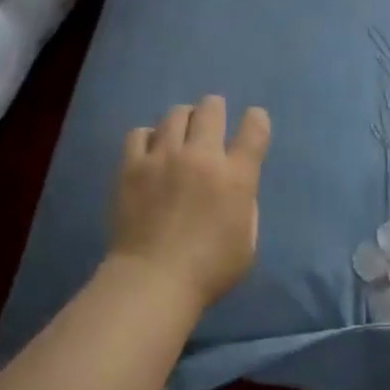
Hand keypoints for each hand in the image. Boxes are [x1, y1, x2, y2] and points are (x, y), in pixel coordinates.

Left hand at [108, 95, 271, 313]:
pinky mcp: (132, 166)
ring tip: (179, 134)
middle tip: (211, 122)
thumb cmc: (208, 271)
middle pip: (211, 108)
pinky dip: (149, 137)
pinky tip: (150, 151)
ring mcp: (164, 157)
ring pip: (175, 114)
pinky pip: (139, 133)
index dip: (256, 119)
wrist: (152, 281)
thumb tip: (237, 189)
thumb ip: (246, 207)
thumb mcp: (247, 244)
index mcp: (236, 176)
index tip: (253, 121)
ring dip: (183, 120)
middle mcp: (202, 156)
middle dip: (215, 109)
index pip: (254, 129)